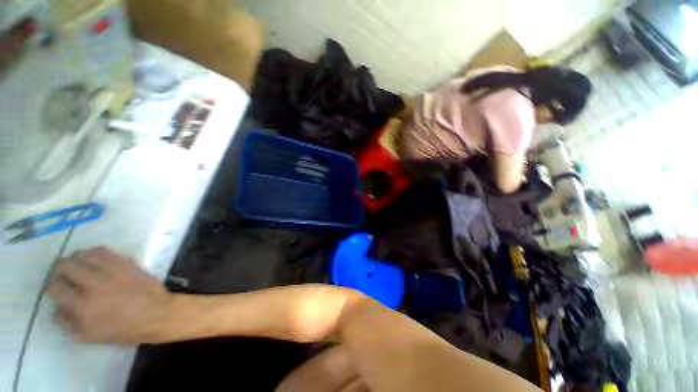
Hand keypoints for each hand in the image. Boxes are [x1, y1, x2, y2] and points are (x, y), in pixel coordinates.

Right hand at [47, 247, 172, 343]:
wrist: (157, 313)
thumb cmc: (123, 329)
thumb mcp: (89, 336)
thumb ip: (66, 323)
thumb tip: (55, 307)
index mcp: (82, 306)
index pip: (55, 287)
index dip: (51, 285)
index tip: (55, 286)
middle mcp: (94, 285)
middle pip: (66, 266)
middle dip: (59, 268)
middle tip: (62, 273)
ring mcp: (111, 272)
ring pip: (83, 255)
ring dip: (75, 258)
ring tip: (76, 265)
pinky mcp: (126, 264)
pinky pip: (104, 251)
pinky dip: (93, 253)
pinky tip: (92, 259)